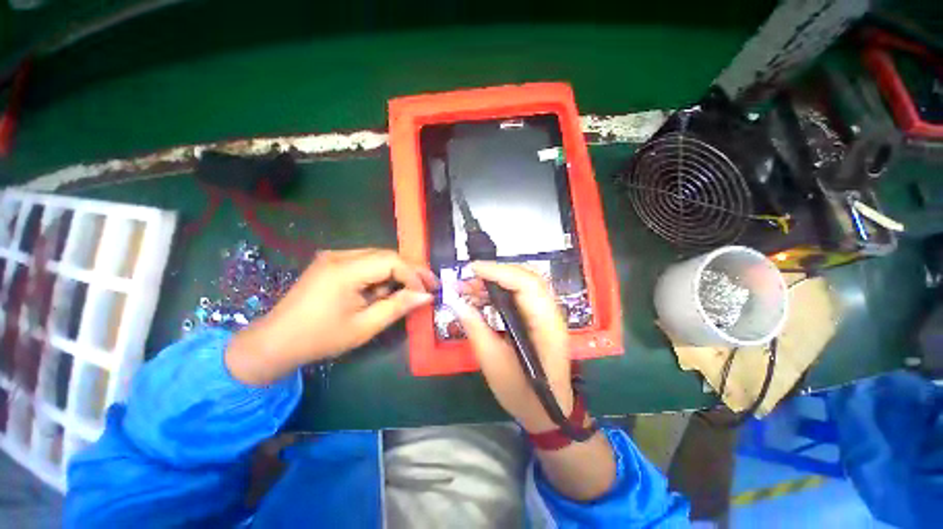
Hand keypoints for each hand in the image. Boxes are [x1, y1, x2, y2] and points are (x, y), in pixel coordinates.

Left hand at [227, 249, 436, 384]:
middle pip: (387, 255)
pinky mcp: (332, 263)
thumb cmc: (320, 338)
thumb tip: (426, 296)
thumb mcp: (364, 326)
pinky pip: (366, 262)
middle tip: (429, 287)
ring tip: (408, 292)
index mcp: (344, 270)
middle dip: (410, 271)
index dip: (414, 275)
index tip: (427, 293)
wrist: (275, 342)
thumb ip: (398, 307)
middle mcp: (339, 255)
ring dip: (397, 273)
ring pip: (378, 257)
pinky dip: (381, 275)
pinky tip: (383, 291)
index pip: (391, 261)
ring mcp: (333, 257)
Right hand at [451, 261, 573, 432]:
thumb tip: (457, 302)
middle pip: (527, 278)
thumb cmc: (523, 393)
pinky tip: (482, 298)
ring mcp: (547, 314)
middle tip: (468, 278)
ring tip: (470, 288)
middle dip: (496, 273)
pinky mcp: (539, 318)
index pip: (526, 284)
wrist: (548, 411)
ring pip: (523, 285)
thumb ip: (476, 328)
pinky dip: (500, 292)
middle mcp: (551, 313)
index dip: (499, 272)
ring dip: (497, 281)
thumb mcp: (493, 362)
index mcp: (546, 325)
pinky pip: (520, 296)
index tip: (472, 269)